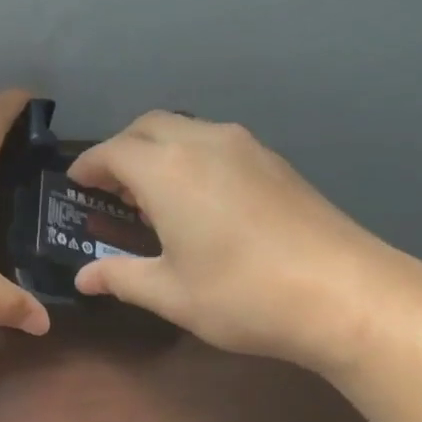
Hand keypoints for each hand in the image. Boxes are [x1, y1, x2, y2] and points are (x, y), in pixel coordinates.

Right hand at [69, 111, 421, 369]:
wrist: (345, 293)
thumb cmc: (241, 295)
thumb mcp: (169, 294)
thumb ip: (120, 278)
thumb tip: (84, 278)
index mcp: (167, 171)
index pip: (114, 151)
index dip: (89, 165)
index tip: (76, 184)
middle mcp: (203, 143)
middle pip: (148, 126)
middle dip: (122, 150)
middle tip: (110, 187)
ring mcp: (246, 147)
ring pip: (185, 129)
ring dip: (158, 151)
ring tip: (151, 194)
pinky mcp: (275, 162)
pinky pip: (215, 143)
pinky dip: (190, 157)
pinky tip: (198, 199)